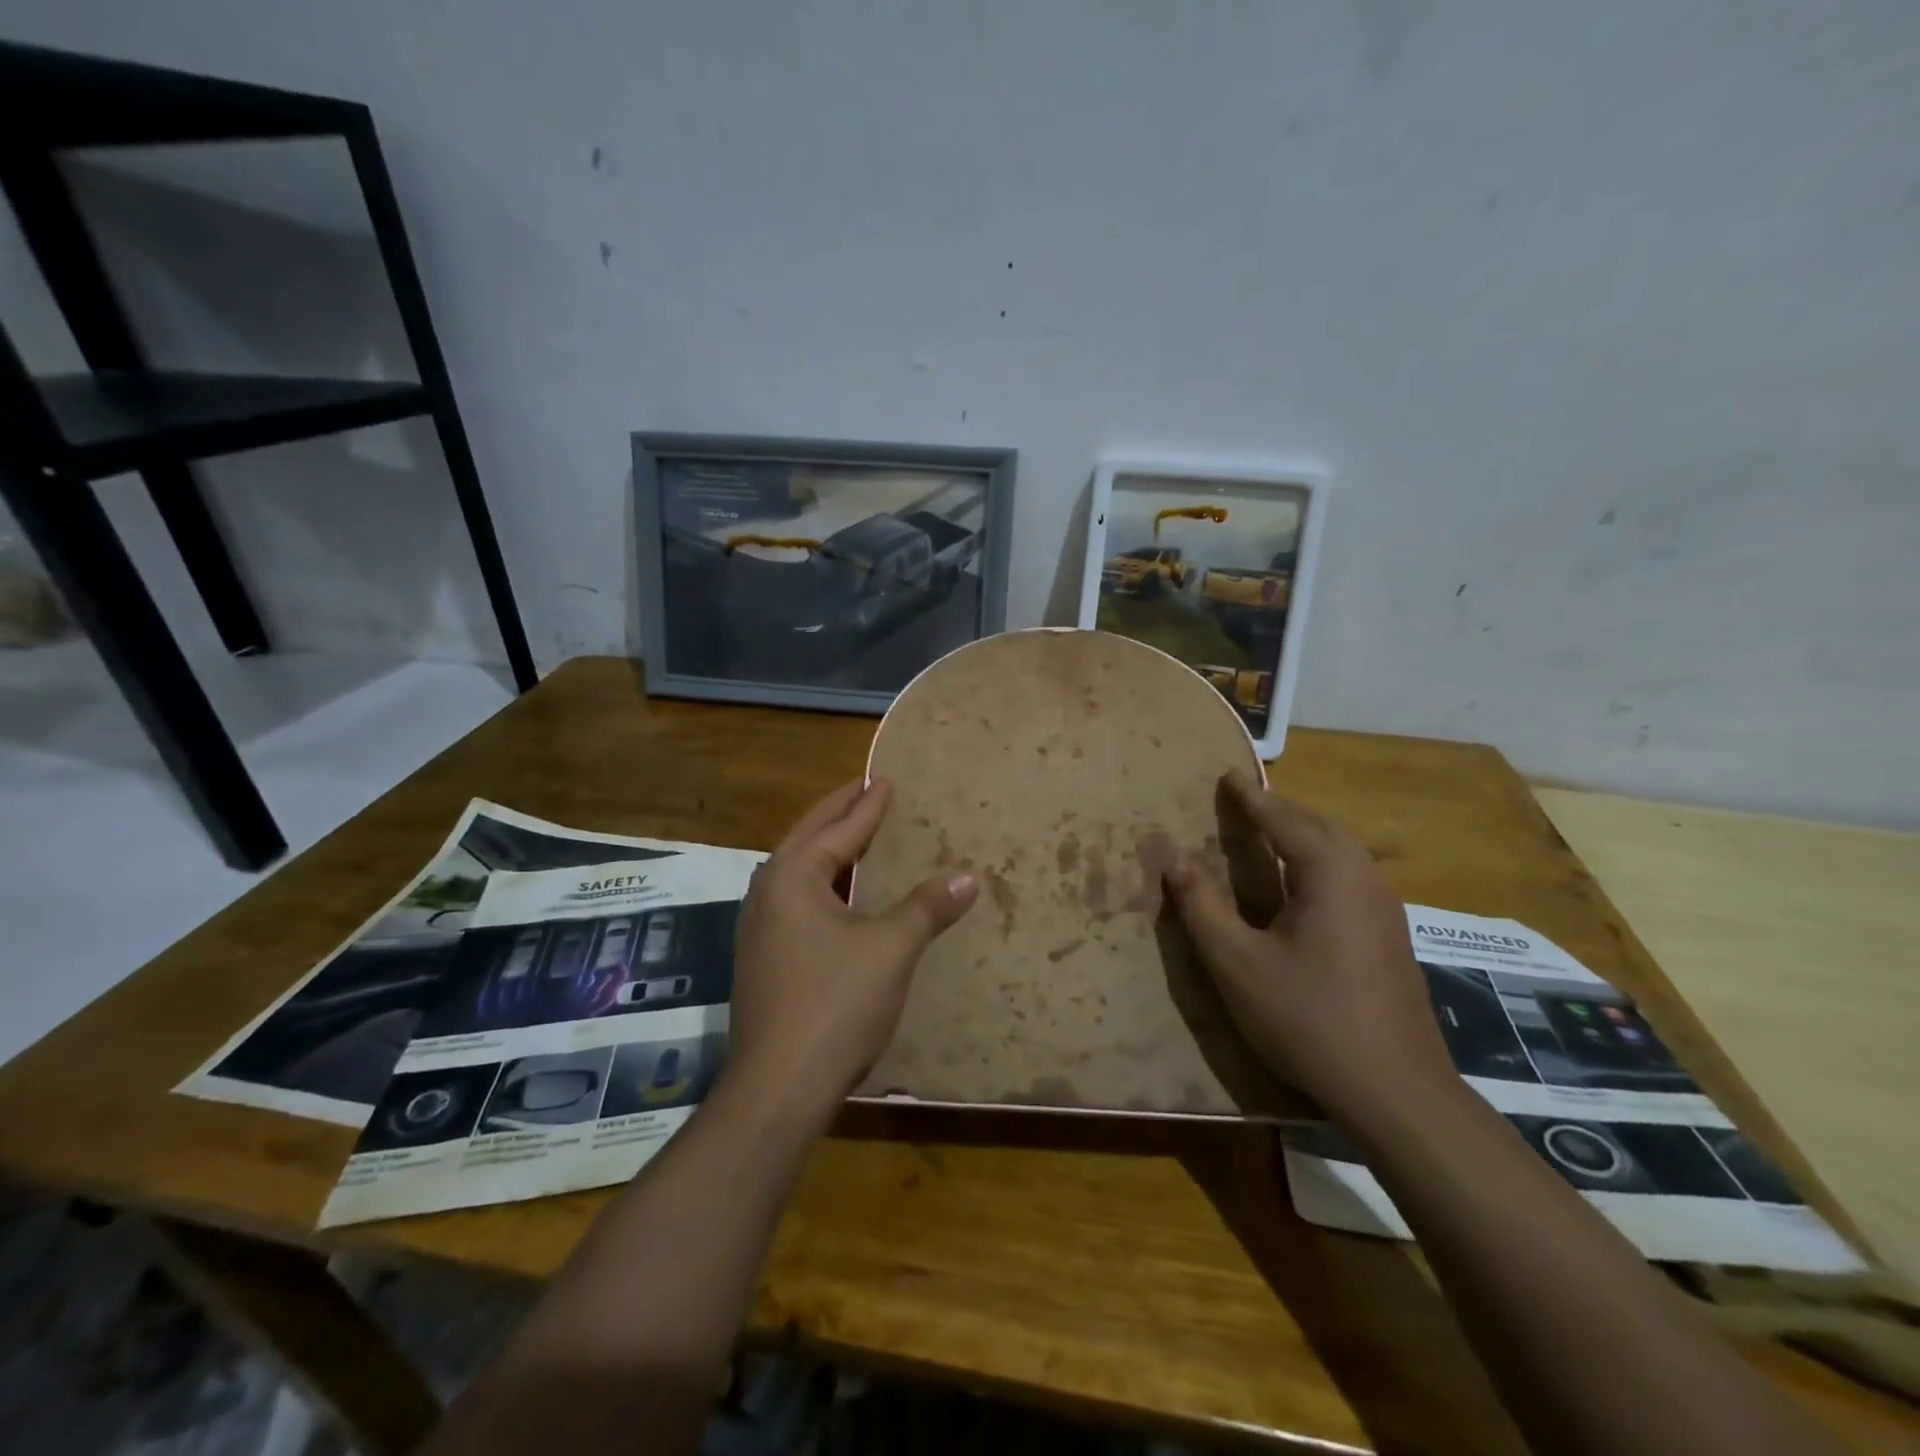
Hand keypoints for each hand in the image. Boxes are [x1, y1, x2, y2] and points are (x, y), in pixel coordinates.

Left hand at [725, 778, 978, 1123]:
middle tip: (866, 791)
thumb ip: (927, 907)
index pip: (837, 829)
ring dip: (829, 851)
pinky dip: (824, 886)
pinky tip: (842, 898)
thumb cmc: (835, 1003)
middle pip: (808, 840)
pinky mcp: (763, 960)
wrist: (778, 1086)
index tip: (885, 781)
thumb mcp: (891, 948)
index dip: (867, 805)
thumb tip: (968, 876)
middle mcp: (767, 894)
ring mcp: (759, 929)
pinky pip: (797, 902)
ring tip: (857, 836)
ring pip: (799, 873)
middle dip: (839, 815)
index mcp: (792, 877)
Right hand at [1162, 771, 1455, 1124]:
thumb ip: (1202, 906)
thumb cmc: (1307, 1017)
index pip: (1283, 818)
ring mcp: (1385, 909)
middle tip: (1244, 801)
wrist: (1395, 1090)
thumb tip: (1172, 860)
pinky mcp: (1391, 936)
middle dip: (1280, 809)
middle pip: (1319, 826)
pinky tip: (1302, 884)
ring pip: (1340, 851)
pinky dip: (1318, 860)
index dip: (1251, 797)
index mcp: (1329, 873)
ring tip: (1269, 832)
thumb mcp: (1237, 963)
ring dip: (1302, 834)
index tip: (1227, 776)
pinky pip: (1350, 875)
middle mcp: (1364, 878)